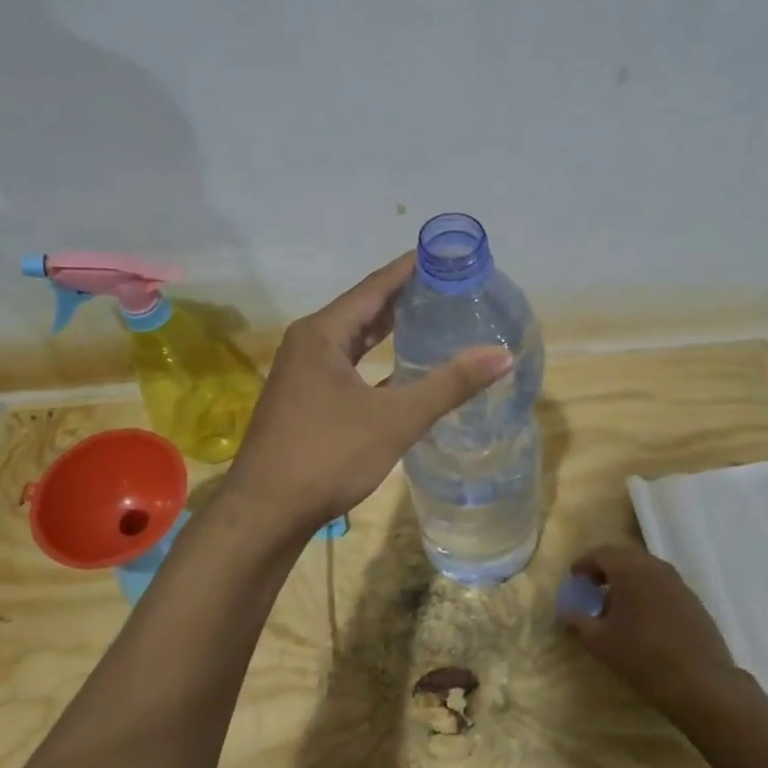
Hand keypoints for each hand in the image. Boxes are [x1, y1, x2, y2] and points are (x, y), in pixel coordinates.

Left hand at [220, 254, 511, 534]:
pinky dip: (375, 366)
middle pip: (363, 310)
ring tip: (431, 321)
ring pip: (354, 343)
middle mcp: (308, 345)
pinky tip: (402, 374)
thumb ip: (449, 385)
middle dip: (403, 299)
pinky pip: (347, 370)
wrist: (266, 513)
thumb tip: (502, 355)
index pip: (374, 287)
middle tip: (447, 288)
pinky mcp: (305, 403)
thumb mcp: (395, 419)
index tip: (444, 255)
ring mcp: (303, 376)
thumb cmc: (328, 455)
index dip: (410, 269)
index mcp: (322, 334)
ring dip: (388, 332)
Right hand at [558, 546, 745, 722]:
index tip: (574, 577)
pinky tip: (642, 619)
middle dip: (606, 568)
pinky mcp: (693, 600)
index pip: (602, 553)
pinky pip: (662, 585)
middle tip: (592, 586)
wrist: (700, 681)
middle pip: (625, 557)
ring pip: (646, 570)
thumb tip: (566, 612)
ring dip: (627, 580)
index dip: (584, 563)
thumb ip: (578, 622)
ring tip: (616, 605)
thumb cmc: (642, 656)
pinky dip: (646, 592)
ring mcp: (678, 583)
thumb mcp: (600, 642)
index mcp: (630, 569)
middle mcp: (655, 567)